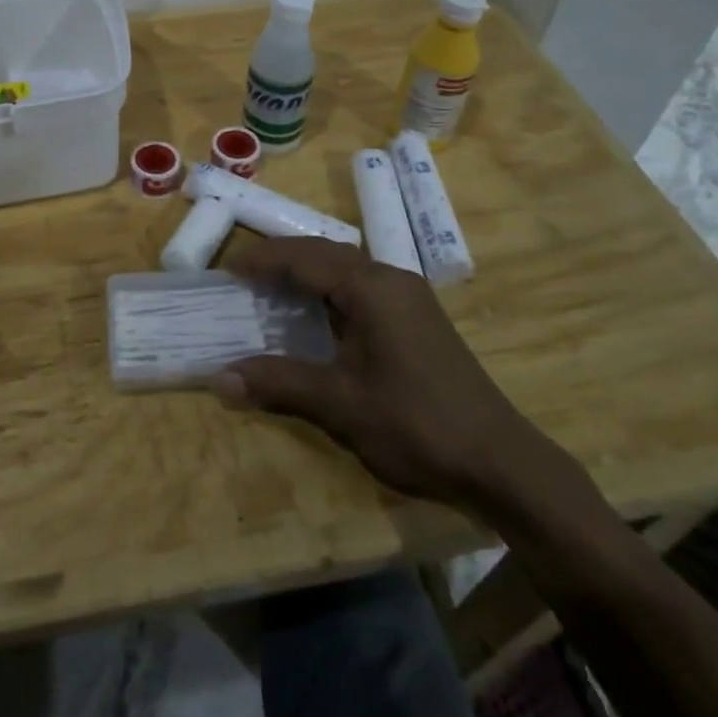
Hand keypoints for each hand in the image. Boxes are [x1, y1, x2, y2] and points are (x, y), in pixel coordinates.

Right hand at [215, 239, 547, 504]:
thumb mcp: (340, 405)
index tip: (226, 270)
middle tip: (243, 277)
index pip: (305, 258)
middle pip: (326, 253)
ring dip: (308, 273)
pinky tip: (316, 316)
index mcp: (372, 288)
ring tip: (270, 290)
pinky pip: (363, 288)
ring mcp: (409, 297)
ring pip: (346, 268)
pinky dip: (330, 291)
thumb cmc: (416, 425)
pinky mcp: (417, 318)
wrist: (499, 463)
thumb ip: (279, 383)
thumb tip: (218, 378)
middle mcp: (391, 279)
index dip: (263, 260)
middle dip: (283, 259)